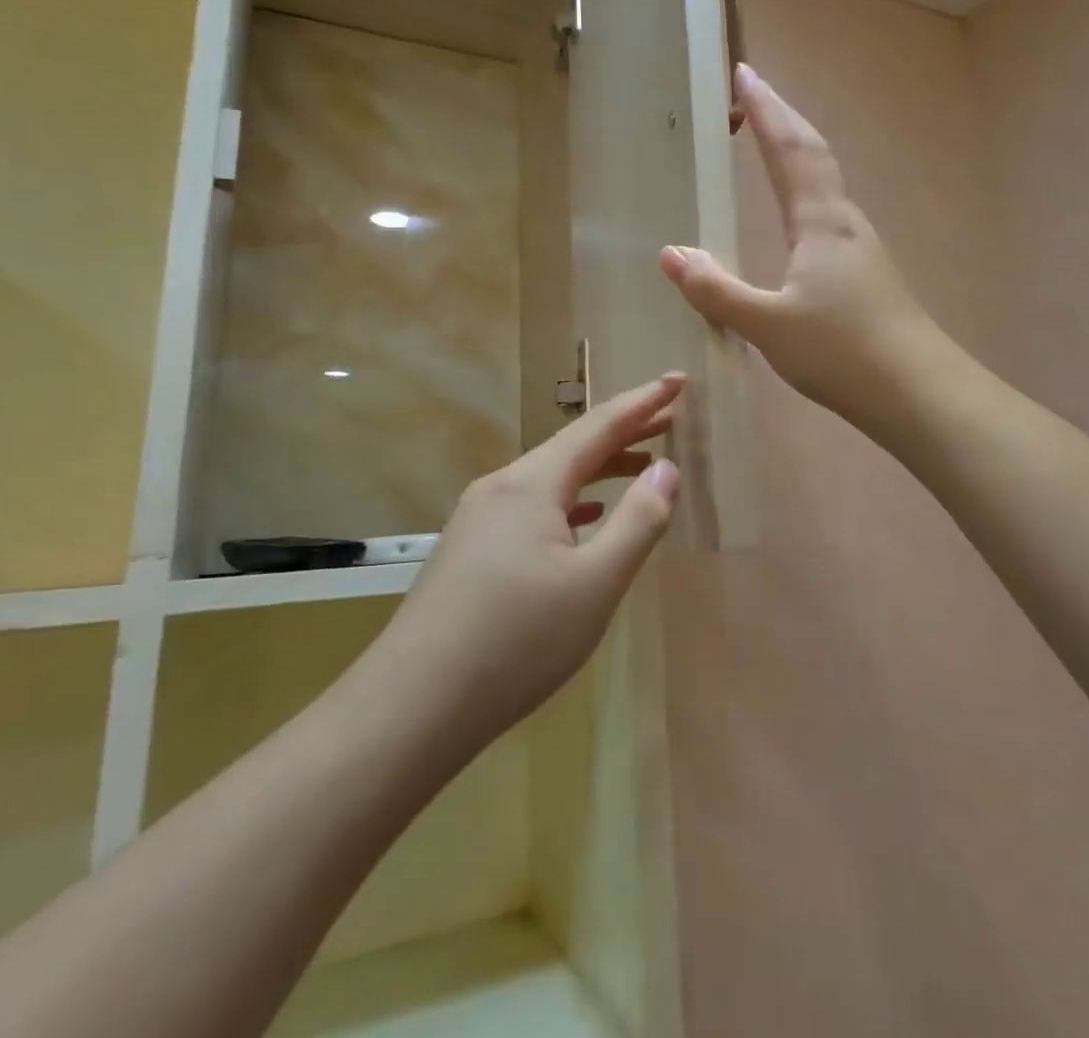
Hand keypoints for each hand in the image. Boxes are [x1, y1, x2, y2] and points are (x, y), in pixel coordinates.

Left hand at [372, 376, 683, 751]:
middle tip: (671, 419)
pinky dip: (570, 500)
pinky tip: (584, 518)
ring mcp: (479, 518)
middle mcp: (502, 487)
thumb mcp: (595, 584)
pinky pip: (532, 506)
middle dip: (625, 430)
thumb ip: (639, 522)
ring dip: (599, 468)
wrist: (410, 707)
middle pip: (573, 446)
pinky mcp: (470, 549)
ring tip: (642, 466)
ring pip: (551, 478)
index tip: (678, 380)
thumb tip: (667, 470)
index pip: (599, 425)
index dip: (643, 402)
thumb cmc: (515, 642)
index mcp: (532, 483)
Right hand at [659, 63, 935, 426]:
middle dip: (781, 117)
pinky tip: (798, 215)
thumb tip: (671, 254)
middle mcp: (843, 223)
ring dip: (797, 150)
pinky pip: (827, 213)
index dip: (766, 110)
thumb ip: (716, 290)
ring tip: (770, 139)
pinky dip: (805, 189)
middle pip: (812, 154)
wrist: (917, 392)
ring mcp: (859, 248)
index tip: (744, 73)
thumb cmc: (841, 351)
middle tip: (754, 88)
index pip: (789, 150)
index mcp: (819, 222)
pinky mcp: (865, 275)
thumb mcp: (767, 324)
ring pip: (824, 182)